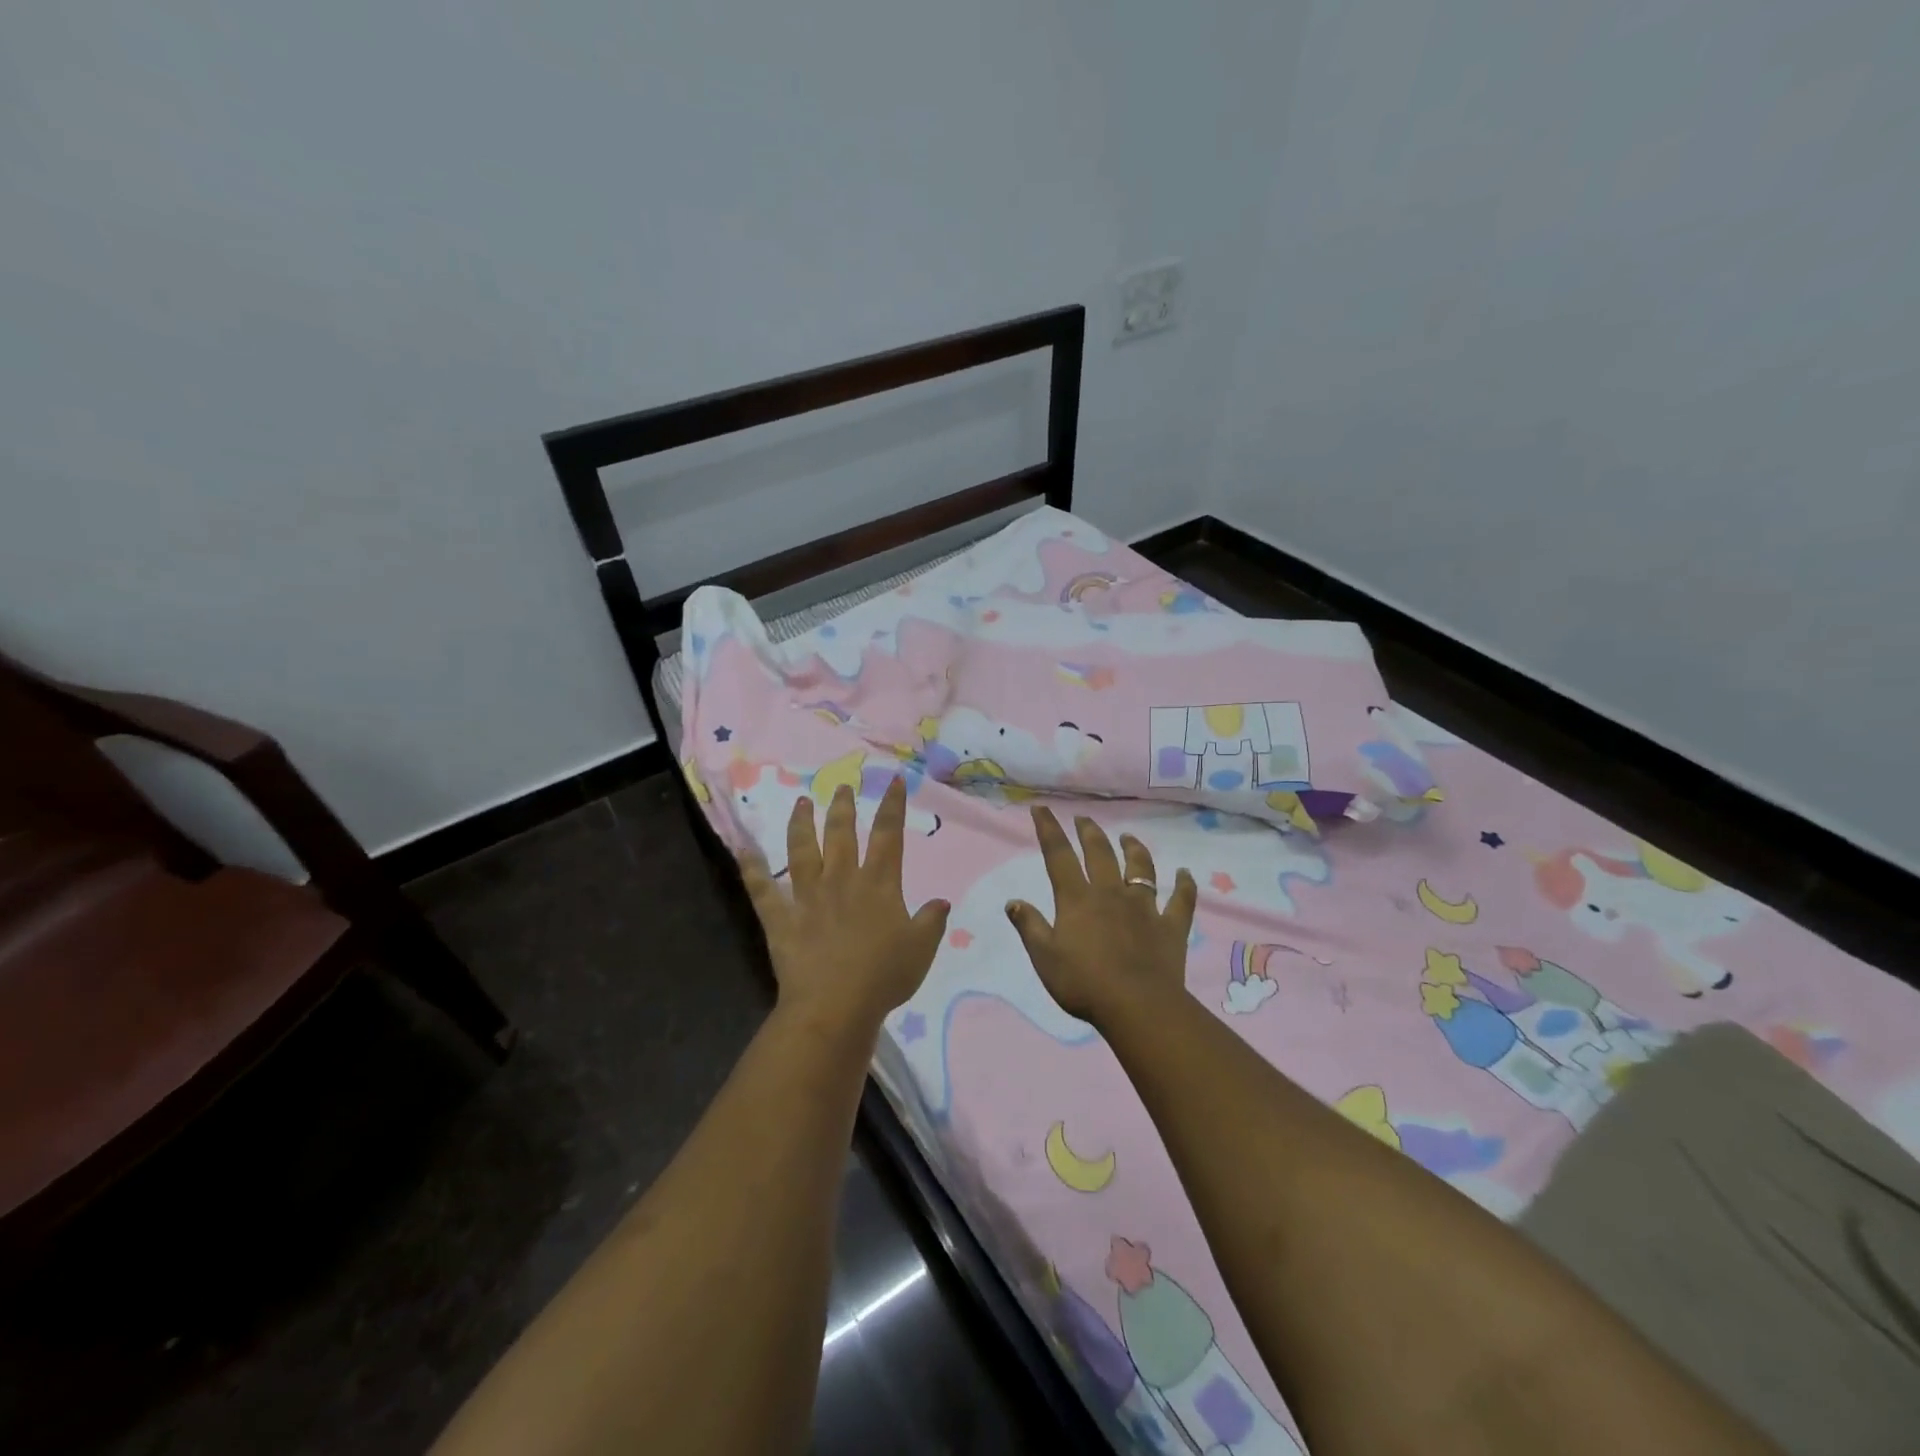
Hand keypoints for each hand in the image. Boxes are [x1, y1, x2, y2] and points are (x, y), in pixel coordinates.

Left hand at [739, 777, 950, 1034]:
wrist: (835, 1005)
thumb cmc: (884, 976)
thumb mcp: (921, 949)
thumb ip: (931, 921)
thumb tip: (941, 901)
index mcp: (878, 884)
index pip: (888, 835)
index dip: (892, 805)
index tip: (892, 780)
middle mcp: (841, 880)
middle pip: (841, 834)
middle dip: (842, 807)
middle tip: (841, 787)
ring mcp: (807, 897)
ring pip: (801, 852)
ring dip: (801, 825)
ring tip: (801, 803)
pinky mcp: (781, 919)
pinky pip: (762, 890)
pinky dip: (751, 869)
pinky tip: (743, 849)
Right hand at [1005, 807, 1197, 1025]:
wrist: (1137, 1006)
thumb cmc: (1084, 983)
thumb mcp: (1044, 957)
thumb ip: (1030, 926)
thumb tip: (1013, 901)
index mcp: (1077, 899)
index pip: (1058, 856)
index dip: (1049, 829)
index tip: (1042, 808)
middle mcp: (1110, 893)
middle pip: (1100, 853)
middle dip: (1089, 832)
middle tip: (1083, 818)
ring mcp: (1144, 908)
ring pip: (1141, 868)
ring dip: (1134, 849)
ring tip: (1128, 837)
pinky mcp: (1170, 926)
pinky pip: (1181, 901)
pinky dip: (1185, 886)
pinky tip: (1186, 874)